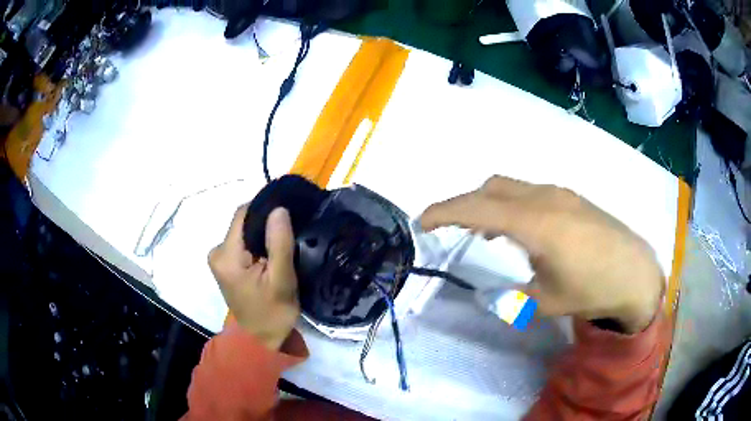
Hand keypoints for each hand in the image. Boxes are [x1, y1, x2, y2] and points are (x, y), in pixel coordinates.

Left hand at [209, 206, 299, 349]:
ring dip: (263, 236)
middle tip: (289, 234)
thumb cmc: (272, 313)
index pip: (243, 215)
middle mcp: (217, 252)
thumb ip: (279, 243)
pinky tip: (271, 256)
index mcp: (226, 256)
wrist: (261, 340)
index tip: (288, 214)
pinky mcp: (225, 265)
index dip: (265, 209)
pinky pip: (243, 244)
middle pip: (243, 223)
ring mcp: (219, 259)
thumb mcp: (282, 280)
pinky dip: (258, 245)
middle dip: (266, 225)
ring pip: (245, 233)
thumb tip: (278, 208)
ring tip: (283, 245)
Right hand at [420, 176, 663, 333]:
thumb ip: (512, 295)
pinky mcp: (571, 199)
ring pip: (512, 188)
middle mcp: (545, 198)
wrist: (636, 273)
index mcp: (536, 223)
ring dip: (490, 204)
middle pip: (492, 188)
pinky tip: (518, 228)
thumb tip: (490, 294)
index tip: (423, 221)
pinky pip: (530, 193)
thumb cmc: (593, 289)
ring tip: (482, 232)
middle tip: (450, 228)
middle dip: (464, 204)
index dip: (446, 211)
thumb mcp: (546, 300)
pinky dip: (512, 205)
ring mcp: (561, 194)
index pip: (479, 208)